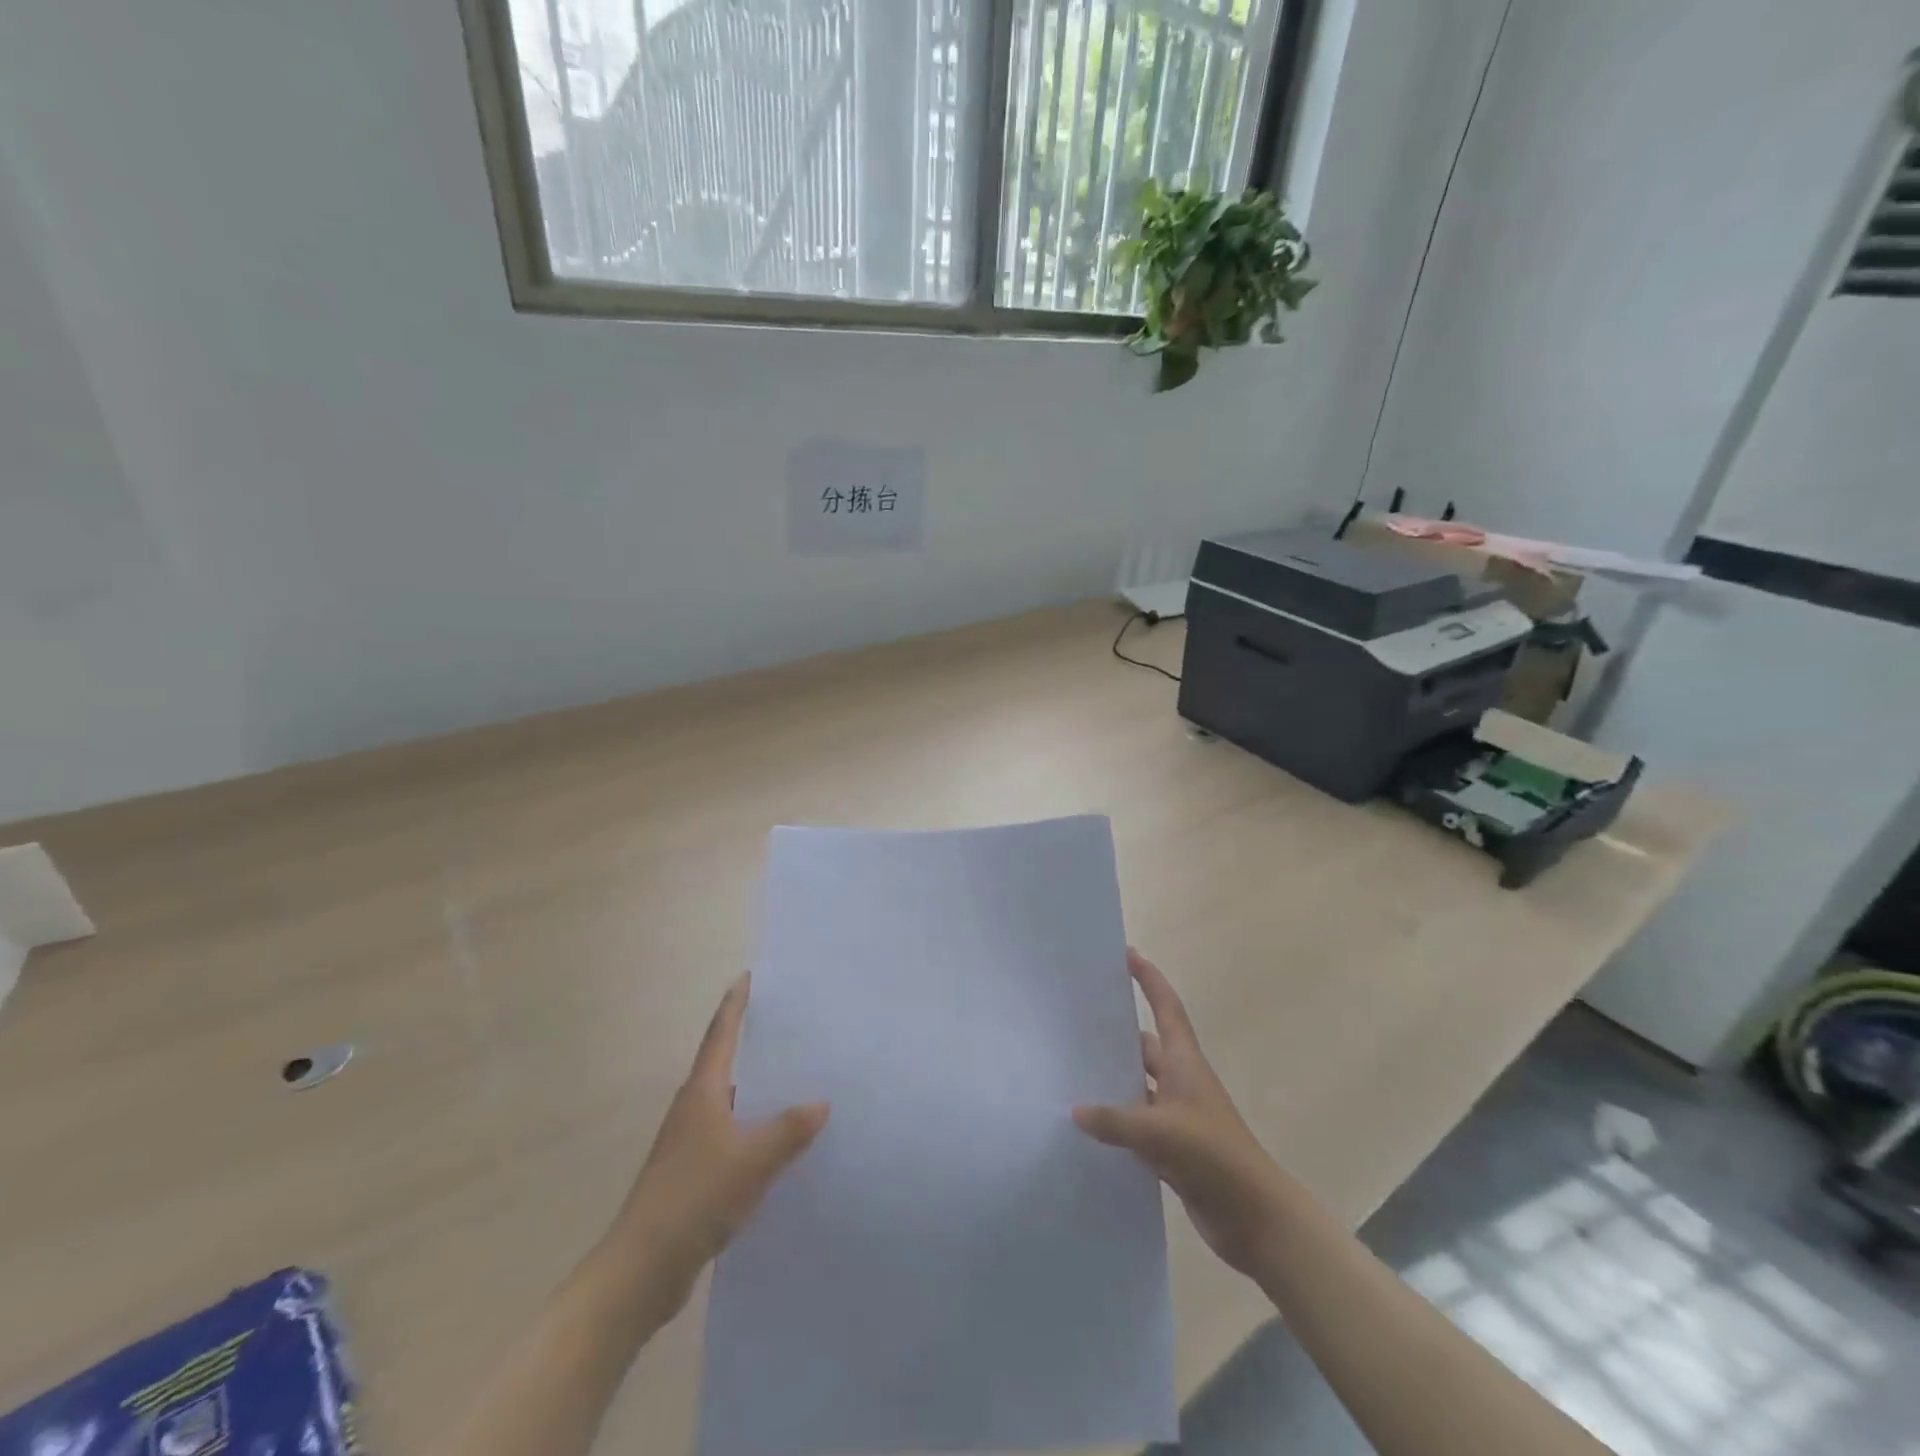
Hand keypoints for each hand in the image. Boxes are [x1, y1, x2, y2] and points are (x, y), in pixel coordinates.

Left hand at [600, 975, 829, 1322]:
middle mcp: (693, 1109)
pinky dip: (754, 1129)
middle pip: (724, 1064)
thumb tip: (821, 1103)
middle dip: (751, 1043)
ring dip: (756, 1090)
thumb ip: (789, 1131)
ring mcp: (690, 1144)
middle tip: (789, 1026)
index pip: (720, 1035)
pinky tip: (778, 1143)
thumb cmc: (694, 1198)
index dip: (735, 1005)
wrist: (641, 1271)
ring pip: (730, 1103)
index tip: (748, 977)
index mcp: (702, 1093)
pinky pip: (731, 1136)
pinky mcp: (693, 1175)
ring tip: (794, 1081)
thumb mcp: (752, 1161)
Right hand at [1074, 949, 1289, 1279]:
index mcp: (1185, 1063)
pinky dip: (1114, 1123)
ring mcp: (1177, 1117)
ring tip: (1070, 1070)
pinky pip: (1135, 1125)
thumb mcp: (1161, 1132)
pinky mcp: (1172, 1150)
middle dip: (1116, 1032)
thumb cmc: (1214, 1156)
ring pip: (1137, 1087)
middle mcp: (1180, 1082)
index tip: (1127, 954)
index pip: (1165, 1008)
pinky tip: (1086, 1127)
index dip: (1150, 979)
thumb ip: (1115, 1120)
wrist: (1256, 1218)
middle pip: (1145, 1046)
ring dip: (1112, 1081)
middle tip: (1076, 1019)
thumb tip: (1075, 1110)